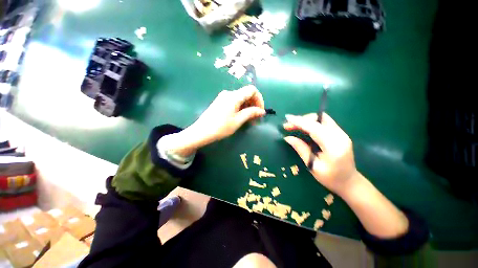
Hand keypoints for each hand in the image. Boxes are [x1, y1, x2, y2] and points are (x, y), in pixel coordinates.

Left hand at [165, 85, 264, 156]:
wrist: (201, 131)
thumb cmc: (221, 127)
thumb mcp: (238, 120)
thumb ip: (251, 113)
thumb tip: (262, 111)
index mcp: (234, 96)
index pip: (252, 90)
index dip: (259, 99)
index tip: (260, 111)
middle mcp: (229, 93)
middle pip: (246, 94)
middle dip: (254, 104)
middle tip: (256, 118)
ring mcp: (223, 97)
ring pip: (241, 98)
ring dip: (247, 107)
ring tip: (249, 119)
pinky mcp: (220, 102)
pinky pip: (234, 102)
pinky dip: (241, 108)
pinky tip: (241, 117)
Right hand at [283, 113, 357, 194]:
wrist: (349, 182)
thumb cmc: (330, 178)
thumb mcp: (312, 166)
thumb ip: (301, 149)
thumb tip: (288, 138)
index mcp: (333, 146)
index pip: (314, 128)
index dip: (299, 122)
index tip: (287, 118)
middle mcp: (340, 136)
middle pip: (319, 119)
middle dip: (302, 119)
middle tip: (288, 125)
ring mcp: (341, 133)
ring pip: (322, 118)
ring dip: (306, 120)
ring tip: (294, 125)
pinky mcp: (340, 133)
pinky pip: (324, 122)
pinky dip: (312, 122)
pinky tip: (304, 127)